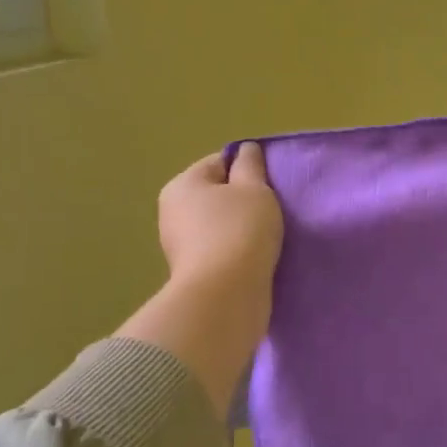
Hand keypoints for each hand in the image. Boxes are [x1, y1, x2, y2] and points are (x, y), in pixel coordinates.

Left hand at [157, 142, 283, 290]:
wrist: (225, 296)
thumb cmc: (240, 231)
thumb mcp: (254, 189)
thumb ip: (251, 166)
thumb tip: (246, 150)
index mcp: (182, 185)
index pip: (219, 162)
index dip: (247, 169)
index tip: (271, 185)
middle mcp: (173, 212)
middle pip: (217, 194)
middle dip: (245, 200)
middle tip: (273, 210)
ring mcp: (181, 245)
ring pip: (220, 224)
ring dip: (243, 228)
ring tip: (270, 236)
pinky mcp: (194, 272)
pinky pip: (221, 250)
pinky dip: (238, 251)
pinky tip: (258, 257)